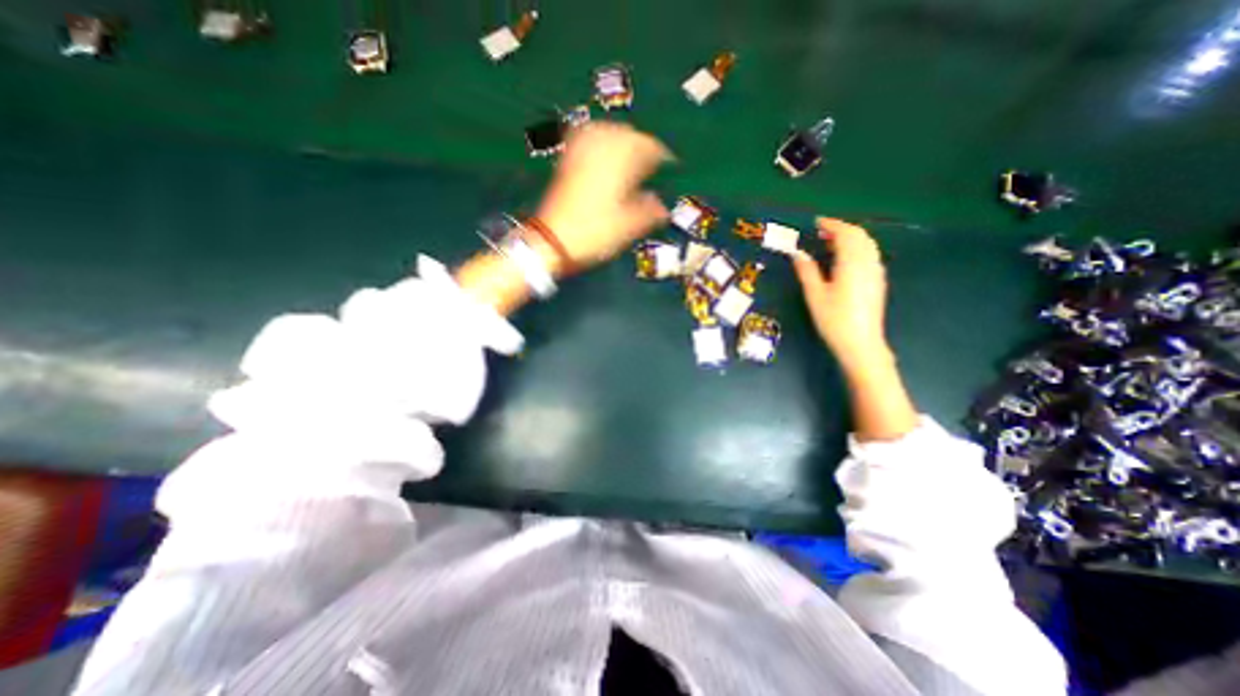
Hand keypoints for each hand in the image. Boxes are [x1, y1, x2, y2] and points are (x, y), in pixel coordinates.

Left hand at [530, 122, 667, 272]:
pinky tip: (603, 153)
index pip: (650, 147)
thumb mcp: (629, 227)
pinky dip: (600, 142)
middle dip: (642, 147)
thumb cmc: (595, 233)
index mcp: (622, 161)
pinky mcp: (567, 160)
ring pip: (608, 132)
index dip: (662, 157)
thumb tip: (663, 207)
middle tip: (650, 165)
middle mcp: (602, 147)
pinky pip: (587, 139)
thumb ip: (650, 213)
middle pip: (629, 134)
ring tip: (630, 158)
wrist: (553, 240)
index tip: (669, 168)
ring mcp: (581, 151)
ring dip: (622, 141)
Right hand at [793, 218, 892, 369]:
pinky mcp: (878, 281)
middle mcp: (868, 263)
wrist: (861, 343)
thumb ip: (807, 271)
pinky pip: (870, 254)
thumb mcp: (815, 295)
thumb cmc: (834, 320)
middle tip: (822, 231)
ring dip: (851, 238)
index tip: (817, 223)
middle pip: (860, 236)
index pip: (845, 234)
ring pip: (868, 244)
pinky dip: (858, 248)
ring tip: (831, 243)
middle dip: (842, 229)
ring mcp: (876, 272)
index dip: (832, 225)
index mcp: (851, 264)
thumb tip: (798, 253)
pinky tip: (845, 259)